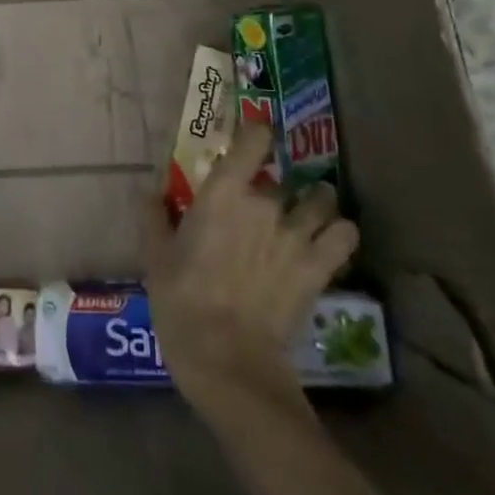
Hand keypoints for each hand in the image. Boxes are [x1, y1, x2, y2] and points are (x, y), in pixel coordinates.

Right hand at [144, 120, 358, 417]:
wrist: (227, 360)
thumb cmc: (182, 303)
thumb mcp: (155, 258)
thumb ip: (154, 218)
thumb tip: (149, 192)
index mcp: (224, 193)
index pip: (253, 140)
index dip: (256, 134)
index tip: (251, 141)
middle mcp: (265, 203)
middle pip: (280, 179)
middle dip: (273, 189)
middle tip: (259, 208)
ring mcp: (297, 235)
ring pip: (322, 200)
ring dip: (316, 202)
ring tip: (308, 212)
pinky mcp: (318, 267)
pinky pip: (345, 235)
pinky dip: (340, 232)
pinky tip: (329, 240)